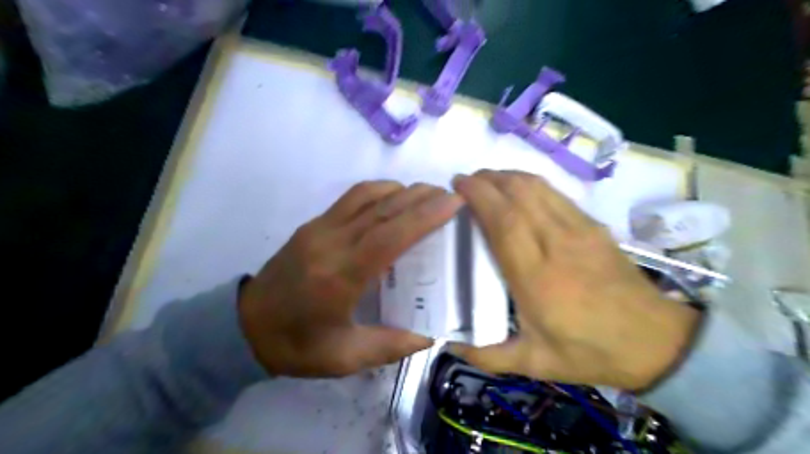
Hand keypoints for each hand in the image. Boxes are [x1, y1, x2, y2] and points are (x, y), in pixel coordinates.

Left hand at [236, 179, 461, 374]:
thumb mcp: (344, 358)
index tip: (453, 202)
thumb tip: (430, 335)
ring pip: (367, 195)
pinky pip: (351, 198)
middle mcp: (330, 244)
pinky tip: (394, 199)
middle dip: (421, 196)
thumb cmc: (296, 345)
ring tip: (428, 195)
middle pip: (383, 209)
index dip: (424, 216)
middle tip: (450, 195)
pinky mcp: (312, 224)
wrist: (244, 327)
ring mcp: (319, 229)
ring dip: (402, 190)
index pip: (389, 236)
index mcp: (340, 278)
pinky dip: (379, 191)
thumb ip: (390, 346)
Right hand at [454, 170, 699, 388]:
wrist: (655, 341)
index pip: (504, 221)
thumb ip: (488, 355)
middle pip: (518, 194)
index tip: (458, 186)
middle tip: (465, 182)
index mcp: (537, 277)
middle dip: (487, 179)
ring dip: (507, 176)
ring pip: (537, 187)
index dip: (479, 196)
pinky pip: (555, 193)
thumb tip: (450, 343)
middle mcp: (557, 244)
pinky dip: (530, 183)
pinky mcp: (593, 225)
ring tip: (487, 181)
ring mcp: (579, 230)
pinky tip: (518, 189)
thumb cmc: (589, 351)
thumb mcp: (534, 364)